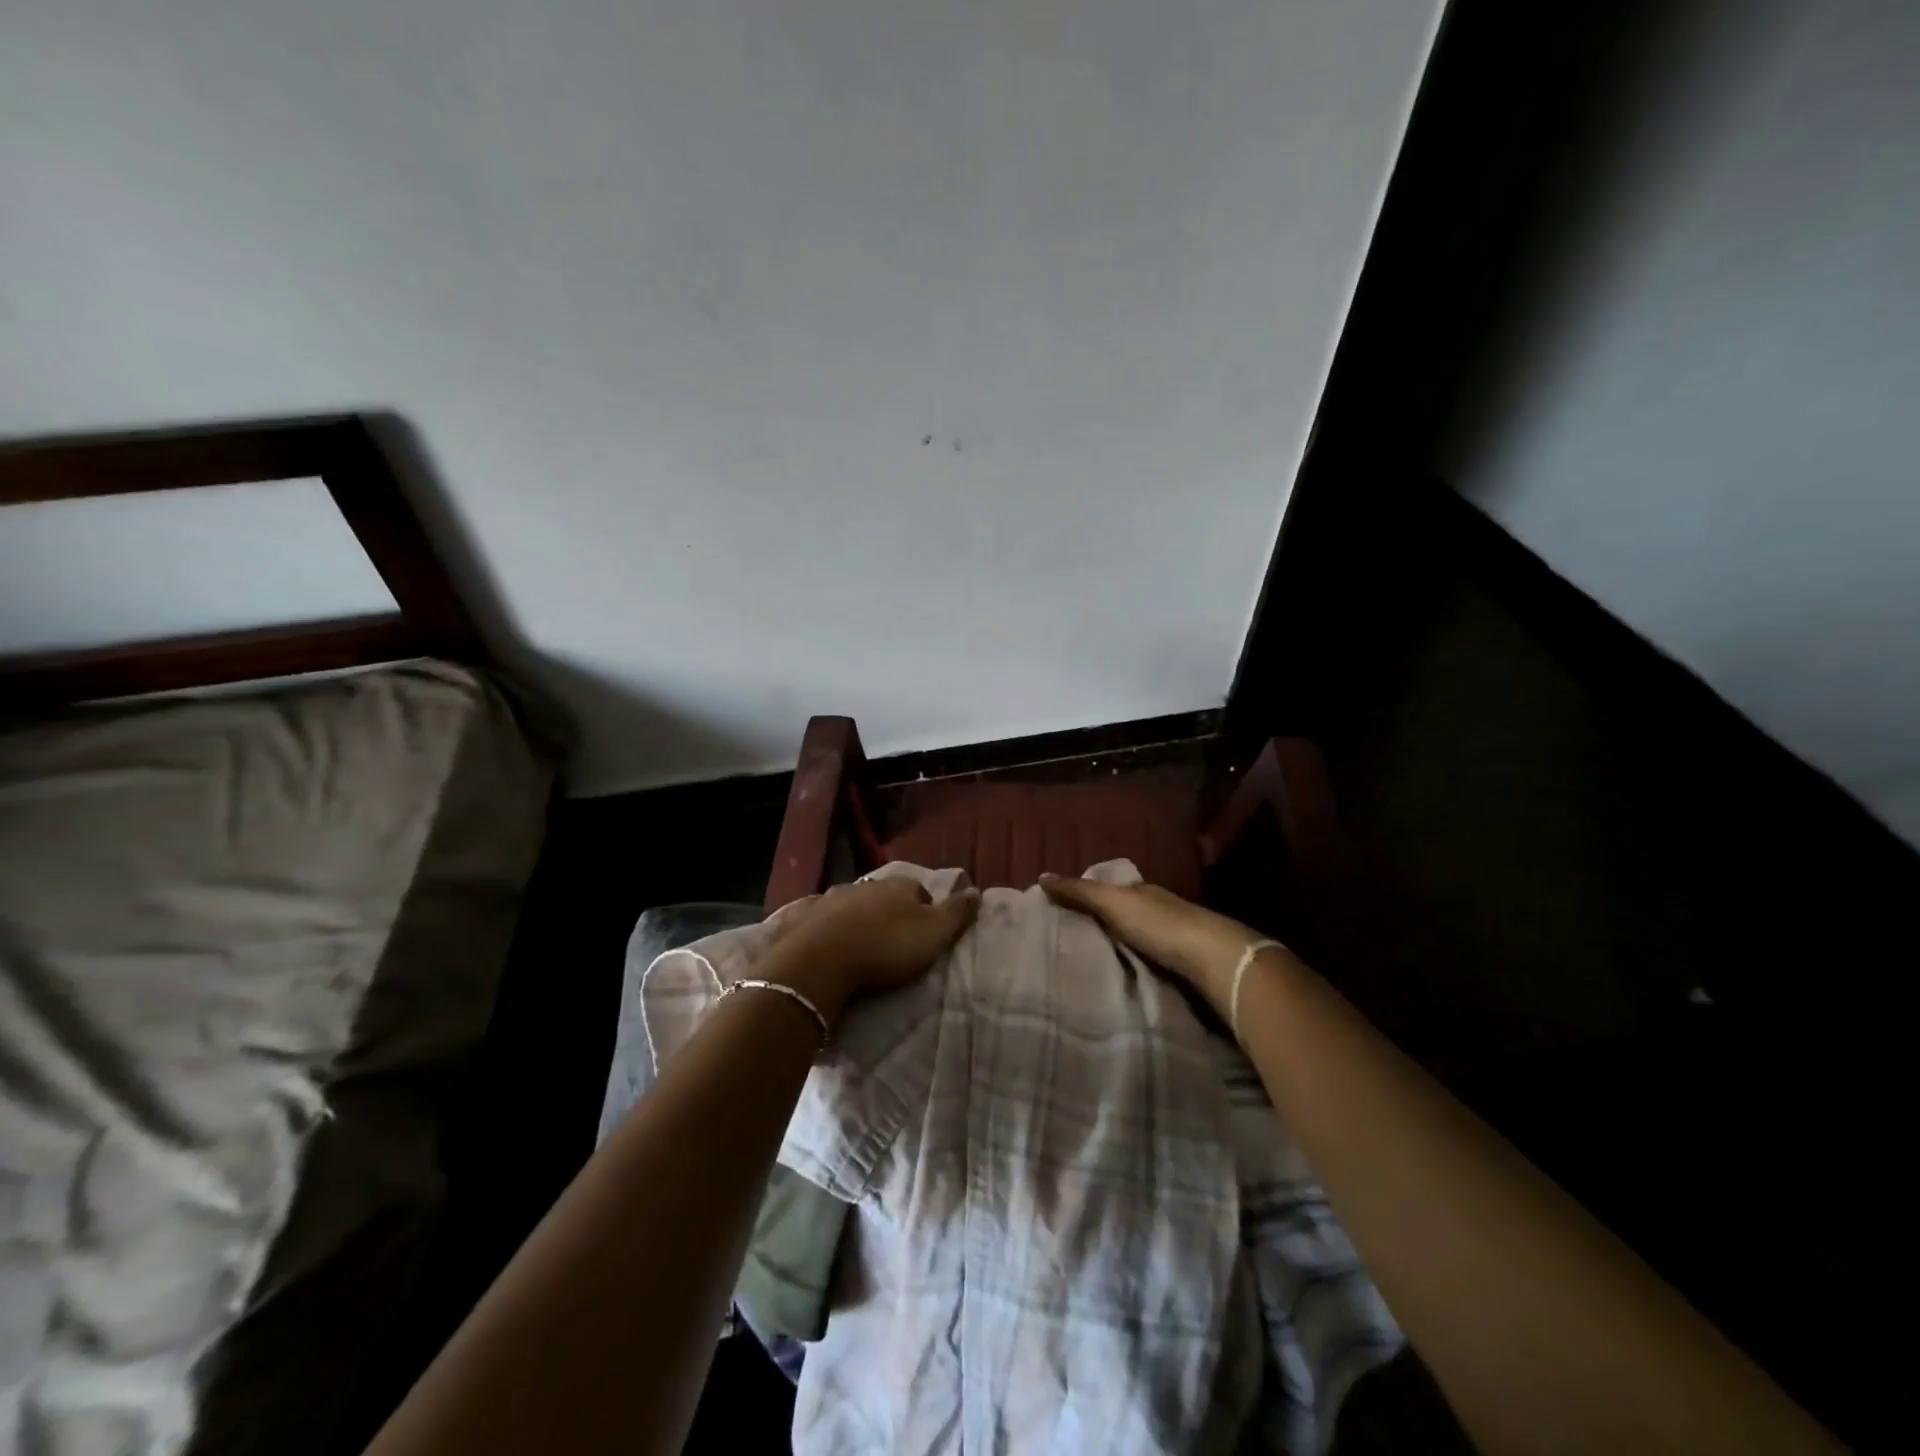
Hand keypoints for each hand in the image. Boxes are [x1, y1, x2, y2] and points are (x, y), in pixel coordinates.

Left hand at [762, 878, 979, 1027]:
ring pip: (853, 906)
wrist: (819, 963)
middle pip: (884, 897)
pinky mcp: (805, 919)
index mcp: (898, 885)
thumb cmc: (885, 947)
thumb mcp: (933, 934)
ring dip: (859, 921)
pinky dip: (829, 930)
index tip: (926, 935)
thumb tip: (976, 890)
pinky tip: (830, 947)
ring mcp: (831, 899)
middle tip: (894, 943)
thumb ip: (957, 913)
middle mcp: (864, 884)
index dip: (926, 911)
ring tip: (863, 948)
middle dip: (890, 914)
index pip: (920, 891)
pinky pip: (822, 921)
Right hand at [1038, 874, 1267, 1020]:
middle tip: (1071, 942)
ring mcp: (1176, 938)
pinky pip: (1151, 962)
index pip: (1111, 889)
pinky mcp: (1185, 966)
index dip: (1088, 897)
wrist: (1212, 959)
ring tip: (1090, 963)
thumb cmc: (1159, 924)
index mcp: (1143, 891)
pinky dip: (1136, 965)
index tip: (1063, 912)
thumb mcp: (1112, 902)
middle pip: (1126, 914)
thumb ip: (1079, 892)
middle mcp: (1159, 909)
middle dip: (1103, 924)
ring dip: (1120, 947)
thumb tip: (1042, 875)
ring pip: (1139, 939)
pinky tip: (1123, 977)